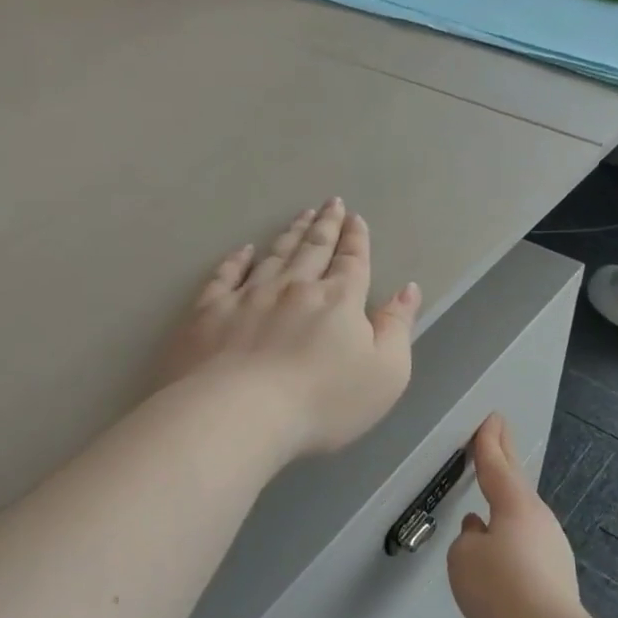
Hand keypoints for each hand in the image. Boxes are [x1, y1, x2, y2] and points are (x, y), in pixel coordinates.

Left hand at [158, 199, 420, 458]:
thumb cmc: (322, 401)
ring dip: (290, 233)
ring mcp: (249, 296)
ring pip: (274, 255)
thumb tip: (407, 290)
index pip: (351, 262)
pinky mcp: (210, 311)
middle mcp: (295, 287)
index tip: (355, 218)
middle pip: (313, 249)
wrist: (240, 414)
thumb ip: (397, 329)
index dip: (356, 239)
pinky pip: (225, 276)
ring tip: (300, 216)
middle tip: (330, 203)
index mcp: (338, 301)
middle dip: (325, 225)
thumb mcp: (385, 374)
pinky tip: (243, 250)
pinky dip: (236, 260)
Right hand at [447, 414, 583, 617]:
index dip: (488, 442)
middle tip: (499, 429)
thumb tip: (482, 534)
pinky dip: (510, 528)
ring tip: (493, 483)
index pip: (496, 465)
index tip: (490, 418)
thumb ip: (468, 539)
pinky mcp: (555, 572)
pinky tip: (499, 542)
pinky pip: (525, 538)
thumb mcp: (464, 558)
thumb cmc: (499, 587)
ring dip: (506, 494)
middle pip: (515, 479)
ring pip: (521, 511)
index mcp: (514, 505)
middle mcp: (537, 518)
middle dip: (505, 452)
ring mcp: (551, 544)